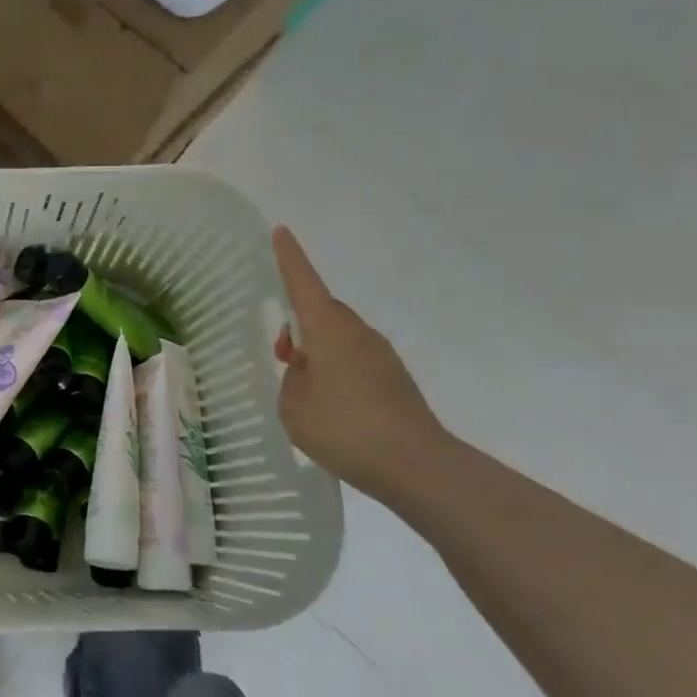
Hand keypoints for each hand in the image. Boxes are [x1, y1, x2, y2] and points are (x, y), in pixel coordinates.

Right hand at [270, 225, 451, 501]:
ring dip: (318, 350)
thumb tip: (306, 369)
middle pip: (321, 312)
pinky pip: (354, 359)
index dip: (289, 258)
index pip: (303, 283)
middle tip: (280, 353)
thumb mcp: (294, 406)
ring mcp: (380, 354)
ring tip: (302, 388)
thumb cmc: (344, 429)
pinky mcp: (394, 378)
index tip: (281, 230)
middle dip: (298, 323)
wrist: (417, 466)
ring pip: (338, 337)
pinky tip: (331, 406)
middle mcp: (356, 332)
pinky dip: (336, 370)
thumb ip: (292, 379)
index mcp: (328, 329)